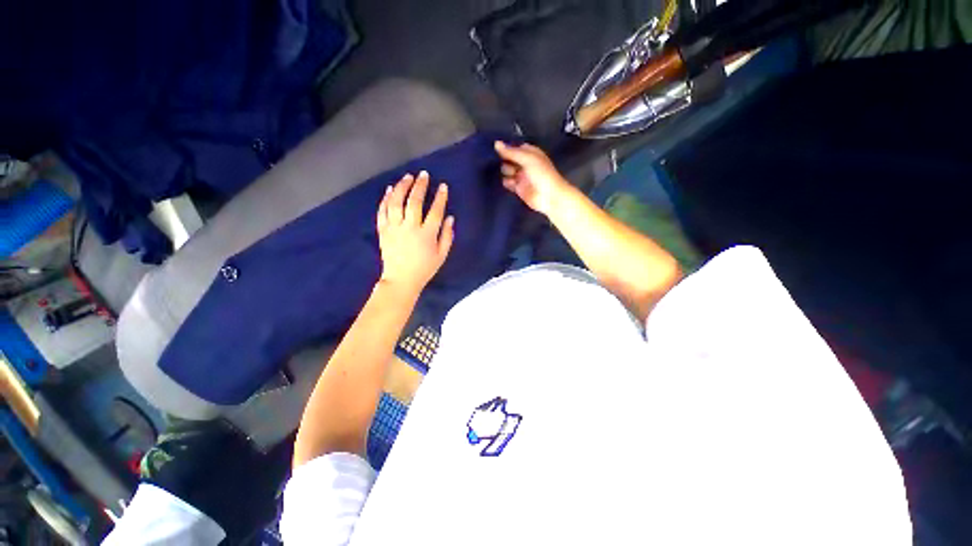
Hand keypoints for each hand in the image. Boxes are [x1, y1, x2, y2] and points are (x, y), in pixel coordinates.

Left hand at [377, 171, 454, 294]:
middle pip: (414, 202)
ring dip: (402, 187)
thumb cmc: (424, 269)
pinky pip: (383, 211)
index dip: (440, 197)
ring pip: (396, 203)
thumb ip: (447, 236)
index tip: (443, 186)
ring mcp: (394, 228)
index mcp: (426, 235)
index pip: (435, 211)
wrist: (401, 280)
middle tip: (423, 175)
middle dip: (420, 186)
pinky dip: (386, 199)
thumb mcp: (442, 255)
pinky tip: (390, 189)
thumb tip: (450, 218)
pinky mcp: (383, 231)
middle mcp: (410, 228)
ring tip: (407, 177)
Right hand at [495, 141, 574, 215]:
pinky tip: (505, 181)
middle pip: (509, 159)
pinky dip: (506, 182)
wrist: (549, 197)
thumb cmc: (542, 174)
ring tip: (505, 173)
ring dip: (504, 171)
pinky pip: (508, 183)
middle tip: (501, 162)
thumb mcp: (528, 159)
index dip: (507, 148)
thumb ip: (511, 152)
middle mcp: (525, 164)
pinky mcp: (518, 188)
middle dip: (504, 160)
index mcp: (530, 153)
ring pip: (507, 171)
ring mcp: (521, 176)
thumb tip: (496, 143)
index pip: (515, 147)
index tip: (495, 148)